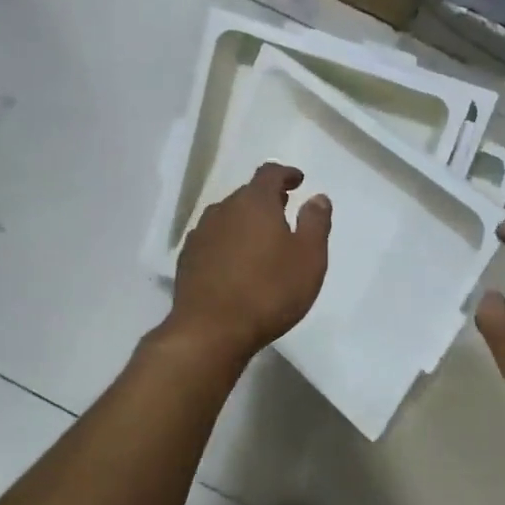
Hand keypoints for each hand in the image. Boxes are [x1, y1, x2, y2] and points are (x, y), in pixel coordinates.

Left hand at [167, 163, 330, 360]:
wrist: (210, 330)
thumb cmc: (269, 292)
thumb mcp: (309, 258)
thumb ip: (315, 223)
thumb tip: (317, 197)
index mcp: (254, 203)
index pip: (269, 173)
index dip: (286, 174)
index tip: (298, 181)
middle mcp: (223, 210)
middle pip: (247, 194)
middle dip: (267, 199)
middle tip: (284, 211)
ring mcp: (201, 234)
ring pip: (227, 217)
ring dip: (245, 221)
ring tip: (261, 239)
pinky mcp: (187, 259)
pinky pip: (213, 239)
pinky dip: (228, 242)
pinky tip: (235, 263)